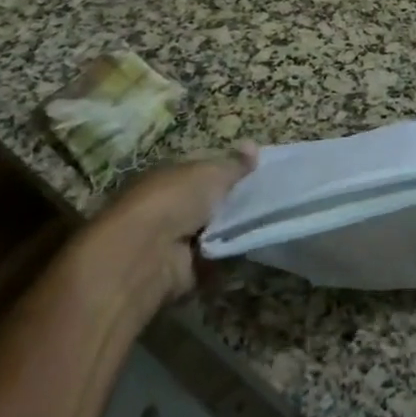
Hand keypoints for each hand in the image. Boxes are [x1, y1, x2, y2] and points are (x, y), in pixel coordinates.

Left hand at [77, 144, 257, 314]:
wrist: (145, 255)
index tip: (258, 175)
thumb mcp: (211, 173)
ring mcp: (172, 240)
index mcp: (168, 177)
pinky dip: (229, 257)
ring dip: (233, 231)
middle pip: (209, 203)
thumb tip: (253, 145)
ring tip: (267, 224)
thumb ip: (234, 164)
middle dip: (234, 204)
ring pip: (213, 232)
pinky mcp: (180, 271)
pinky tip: (253, 249)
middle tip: (269, 201)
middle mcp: (168, 207)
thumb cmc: (175, 200)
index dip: (229, 172)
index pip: (203, 171)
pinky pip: (213, 260)